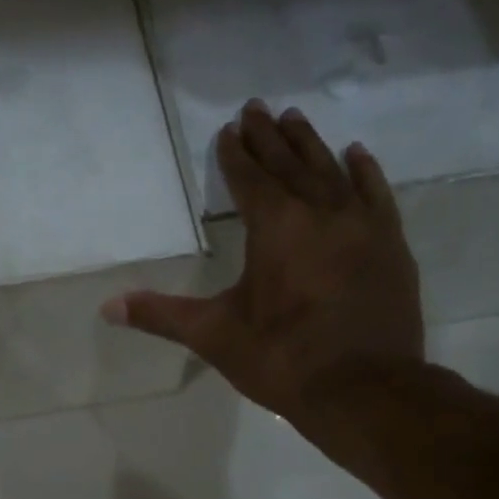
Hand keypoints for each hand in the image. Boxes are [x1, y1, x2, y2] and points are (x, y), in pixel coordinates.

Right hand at [103, 100, 424, 424]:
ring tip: (296, 118)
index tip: (229, 128)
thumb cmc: (282, 360)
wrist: (364, 391)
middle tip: (257, 107)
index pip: (251, 180)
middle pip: (291, 165)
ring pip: (332, 171)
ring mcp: (362, 226)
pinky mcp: (391, 245)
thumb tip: (108, 306)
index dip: (236, 154)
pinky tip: (356, 154)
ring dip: (311, 145)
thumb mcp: (214, 336)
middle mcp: (320, 213)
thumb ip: (162, 315)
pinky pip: (376, 195)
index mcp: (276, 228)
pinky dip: (364, 172)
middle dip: (270, 137)